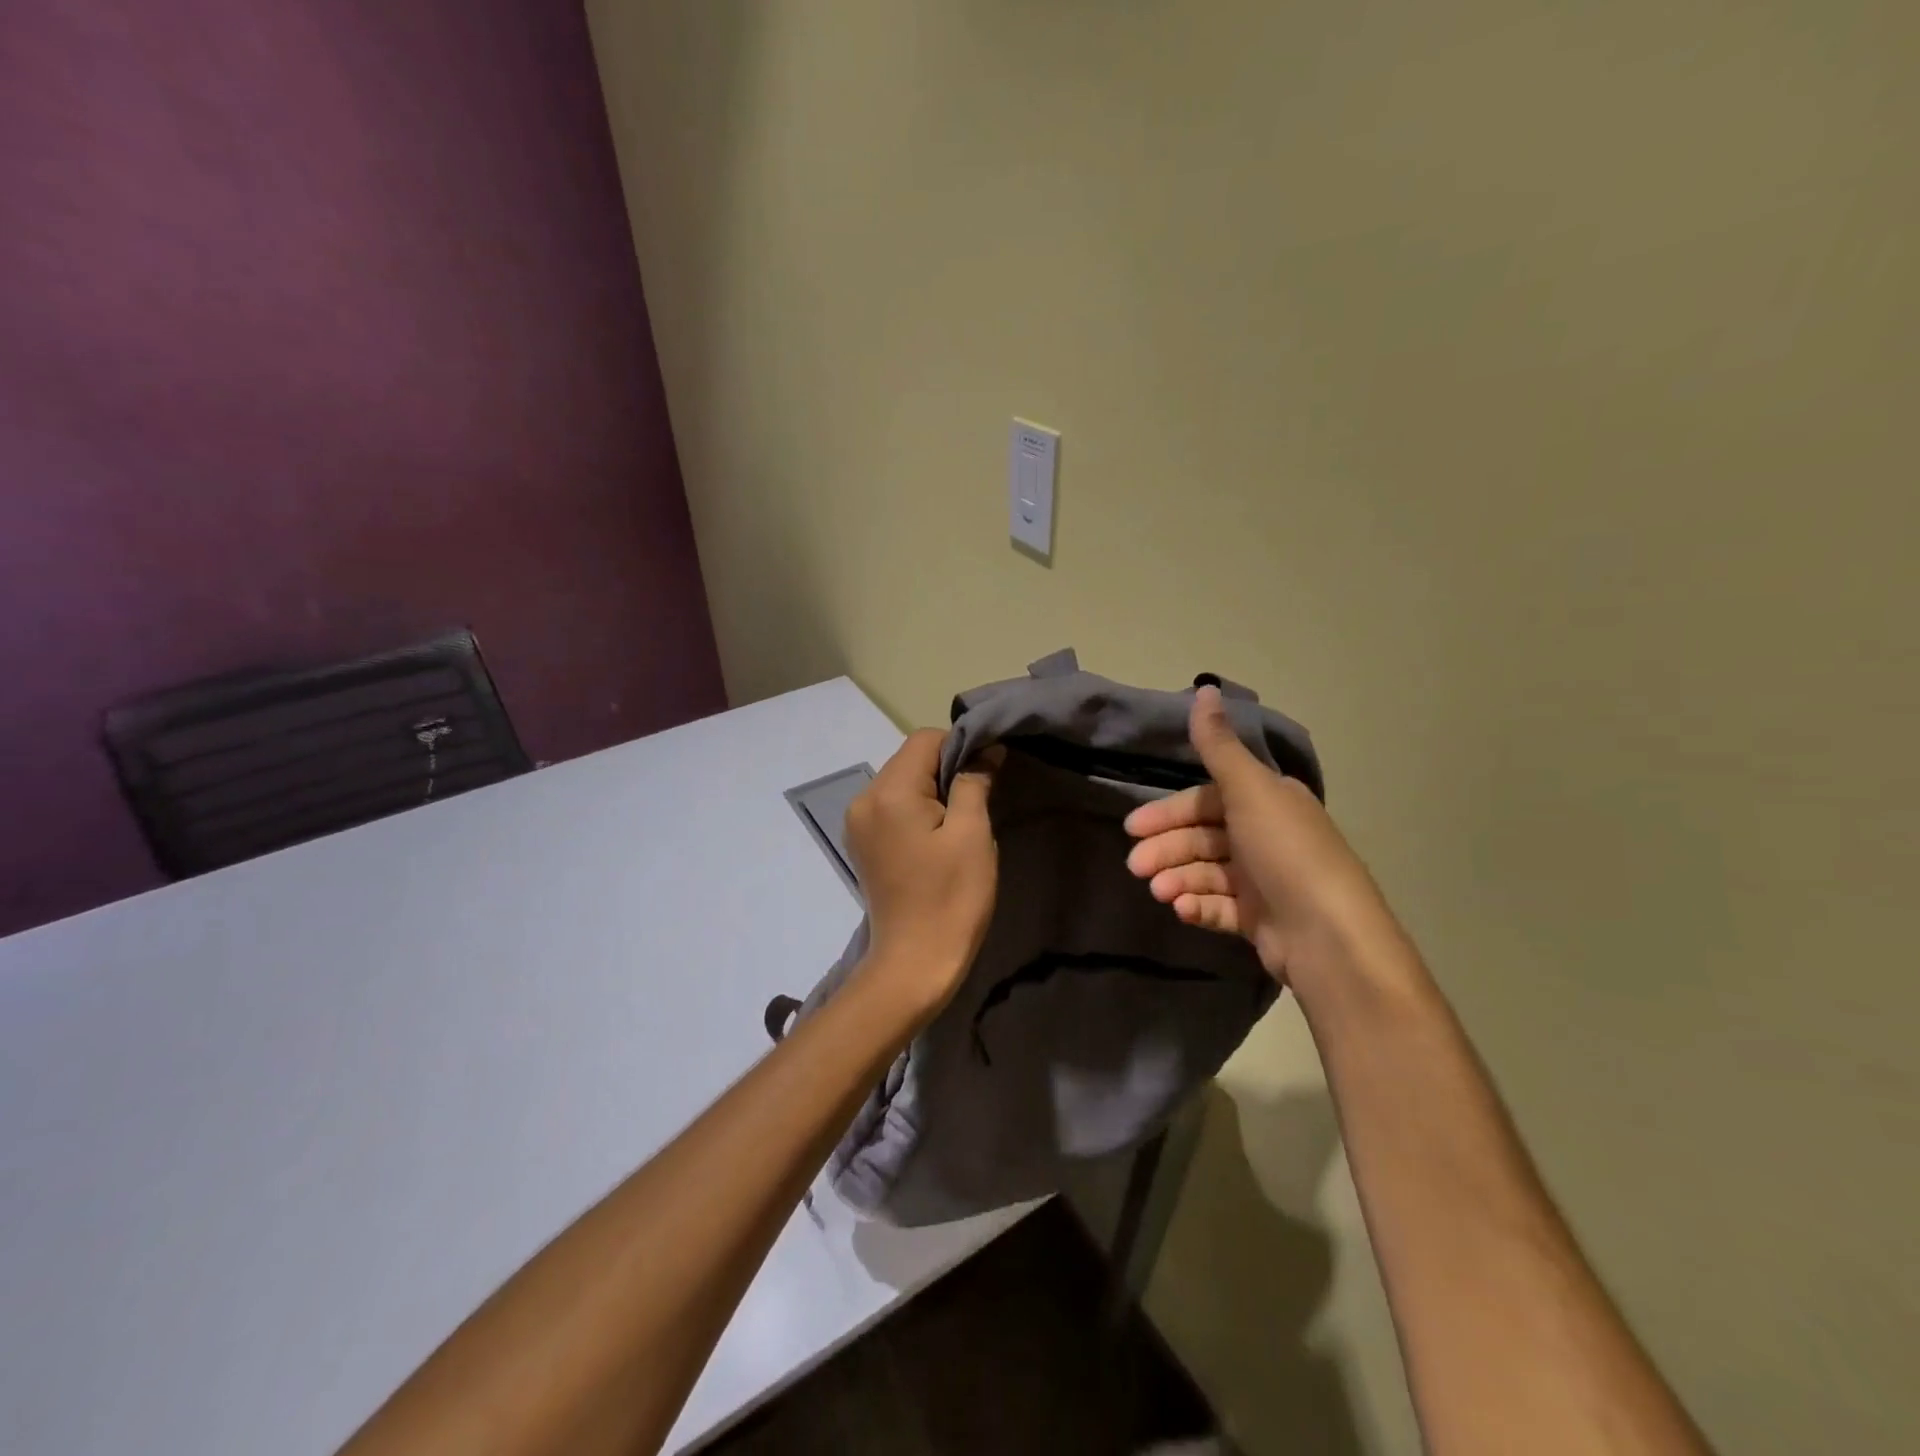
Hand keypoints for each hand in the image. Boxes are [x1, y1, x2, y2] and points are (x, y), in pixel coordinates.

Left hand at [844, 730, 1001, 1015]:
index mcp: (888, 792)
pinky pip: (892, 806)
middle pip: (910, 759)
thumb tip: (985, 750)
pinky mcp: (862, 843)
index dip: (960, 747)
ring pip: (901, 782)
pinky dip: (916, 809)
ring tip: (957, 824)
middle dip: (945, 770)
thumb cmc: (950, 897)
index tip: (986, 775)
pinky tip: (935, 838)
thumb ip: (975, 782)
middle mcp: (863, 799)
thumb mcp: (972, 834)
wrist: (914, 964)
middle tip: (976, 802)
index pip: (925, 739)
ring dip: (932, 791)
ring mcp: (858, 823)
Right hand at [1123, 686, 1400, 990]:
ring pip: (1206, 873)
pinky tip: (1182, 910)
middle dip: (1167, 849)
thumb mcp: (1249, 790)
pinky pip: (1219, 906)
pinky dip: (1198, 905)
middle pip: (1202, 837)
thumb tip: (1205, 688)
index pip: (1206, 800)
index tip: (1133, 827)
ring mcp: (1264, 880)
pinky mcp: (1260, 919)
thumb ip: (1218, 746)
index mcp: (1268, 802)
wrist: (1330, 936)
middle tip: (1136, 867)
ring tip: (1160, 893)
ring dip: (1178, 879)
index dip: (1168, 812)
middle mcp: (1266, 836)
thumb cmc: (1286, 852)